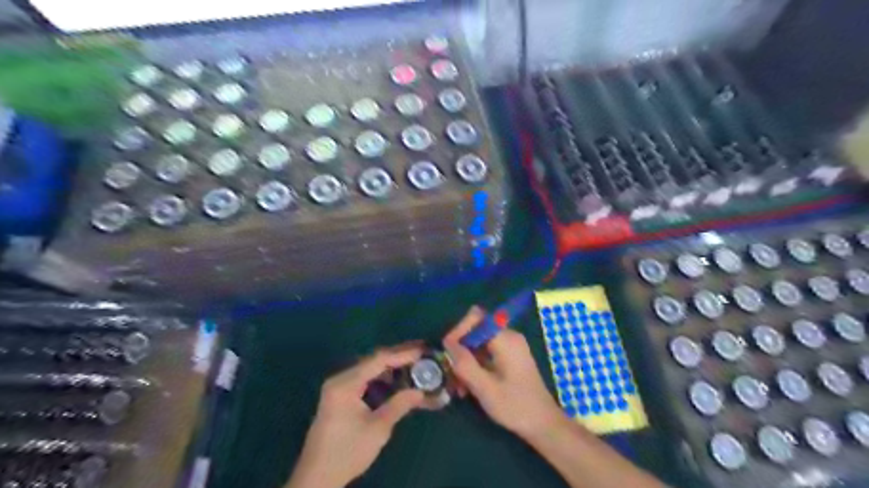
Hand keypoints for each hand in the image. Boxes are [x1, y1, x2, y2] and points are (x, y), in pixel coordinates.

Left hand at [288, 346, 426, 487]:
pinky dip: (381, 377)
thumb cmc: (348, 452)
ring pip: (369, 369)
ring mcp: (338, 387)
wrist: (317, 478)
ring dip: (391, 366)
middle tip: (422, 352)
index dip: (402, 354)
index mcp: (345, 384)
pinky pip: (364, 379)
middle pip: (373, 361)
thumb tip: (421, 391)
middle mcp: (340, 379)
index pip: (378, 360)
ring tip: (414, 362)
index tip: (423, 350)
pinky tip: (396, 378)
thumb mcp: (378, 428)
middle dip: (398, 356)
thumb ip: (400, 405)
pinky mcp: (340, 397)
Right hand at [444, 308, 566, 442]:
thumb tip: (447, 344)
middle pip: (476, 330)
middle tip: (451, 373)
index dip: (459, 330)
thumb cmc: (516, 406)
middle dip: (460, 350)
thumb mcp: (485, 388)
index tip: (448, 352)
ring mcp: (510, 347)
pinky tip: (468, 387)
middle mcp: (508, 337)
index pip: (476, 317)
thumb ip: (465, 364)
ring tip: (458, 386)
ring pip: (479, 343)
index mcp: (505, 339)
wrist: (544, 424)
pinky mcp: (510, 357)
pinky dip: (475, 365)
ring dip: (466, 361)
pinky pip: (486, 353)